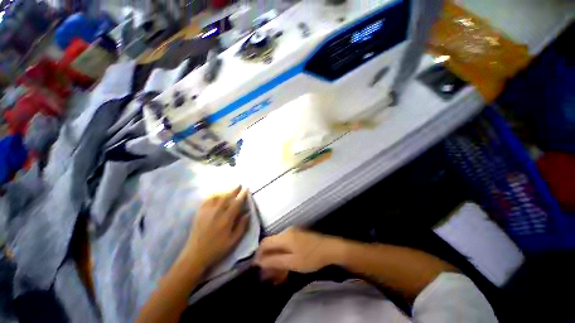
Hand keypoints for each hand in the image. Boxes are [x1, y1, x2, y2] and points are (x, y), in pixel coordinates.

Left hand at [182, 186, 249, 270]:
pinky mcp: (199, 213)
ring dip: (225, 191)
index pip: (236, 203)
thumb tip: (248, 213)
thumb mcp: (233, 241)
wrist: (195, 255)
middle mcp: (217, 212)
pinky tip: (216, 195)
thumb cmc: (217, 249)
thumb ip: (242, 226)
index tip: (246, 189)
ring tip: (229, 189)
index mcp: (226, 219)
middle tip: (239, 185)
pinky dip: (213, 195)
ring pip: (217, 197)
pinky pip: (207, 200)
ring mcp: (207, 211)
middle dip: (234, 190)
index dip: (242, 195)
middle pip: (227, 197)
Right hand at [254, 228, 342, 283]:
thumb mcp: (292, 262)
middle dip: (268, 259)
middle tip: (268, 274)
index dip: (259, 254)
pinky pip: (286, 246)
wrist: (330, 249)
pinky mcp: (298, 237)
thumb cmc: (311, 257)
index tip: (257, 266)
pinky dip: (283, 256)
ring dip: (276, 259)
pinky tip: (285, 267)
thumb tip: (259, 261)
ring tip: (277, 274)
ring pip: (279, 246)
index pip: (265, 242)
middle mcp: (286, 232)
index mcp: (284, 236)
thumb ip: (275, 261)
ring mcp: (293, 233)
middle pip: (272, 245)